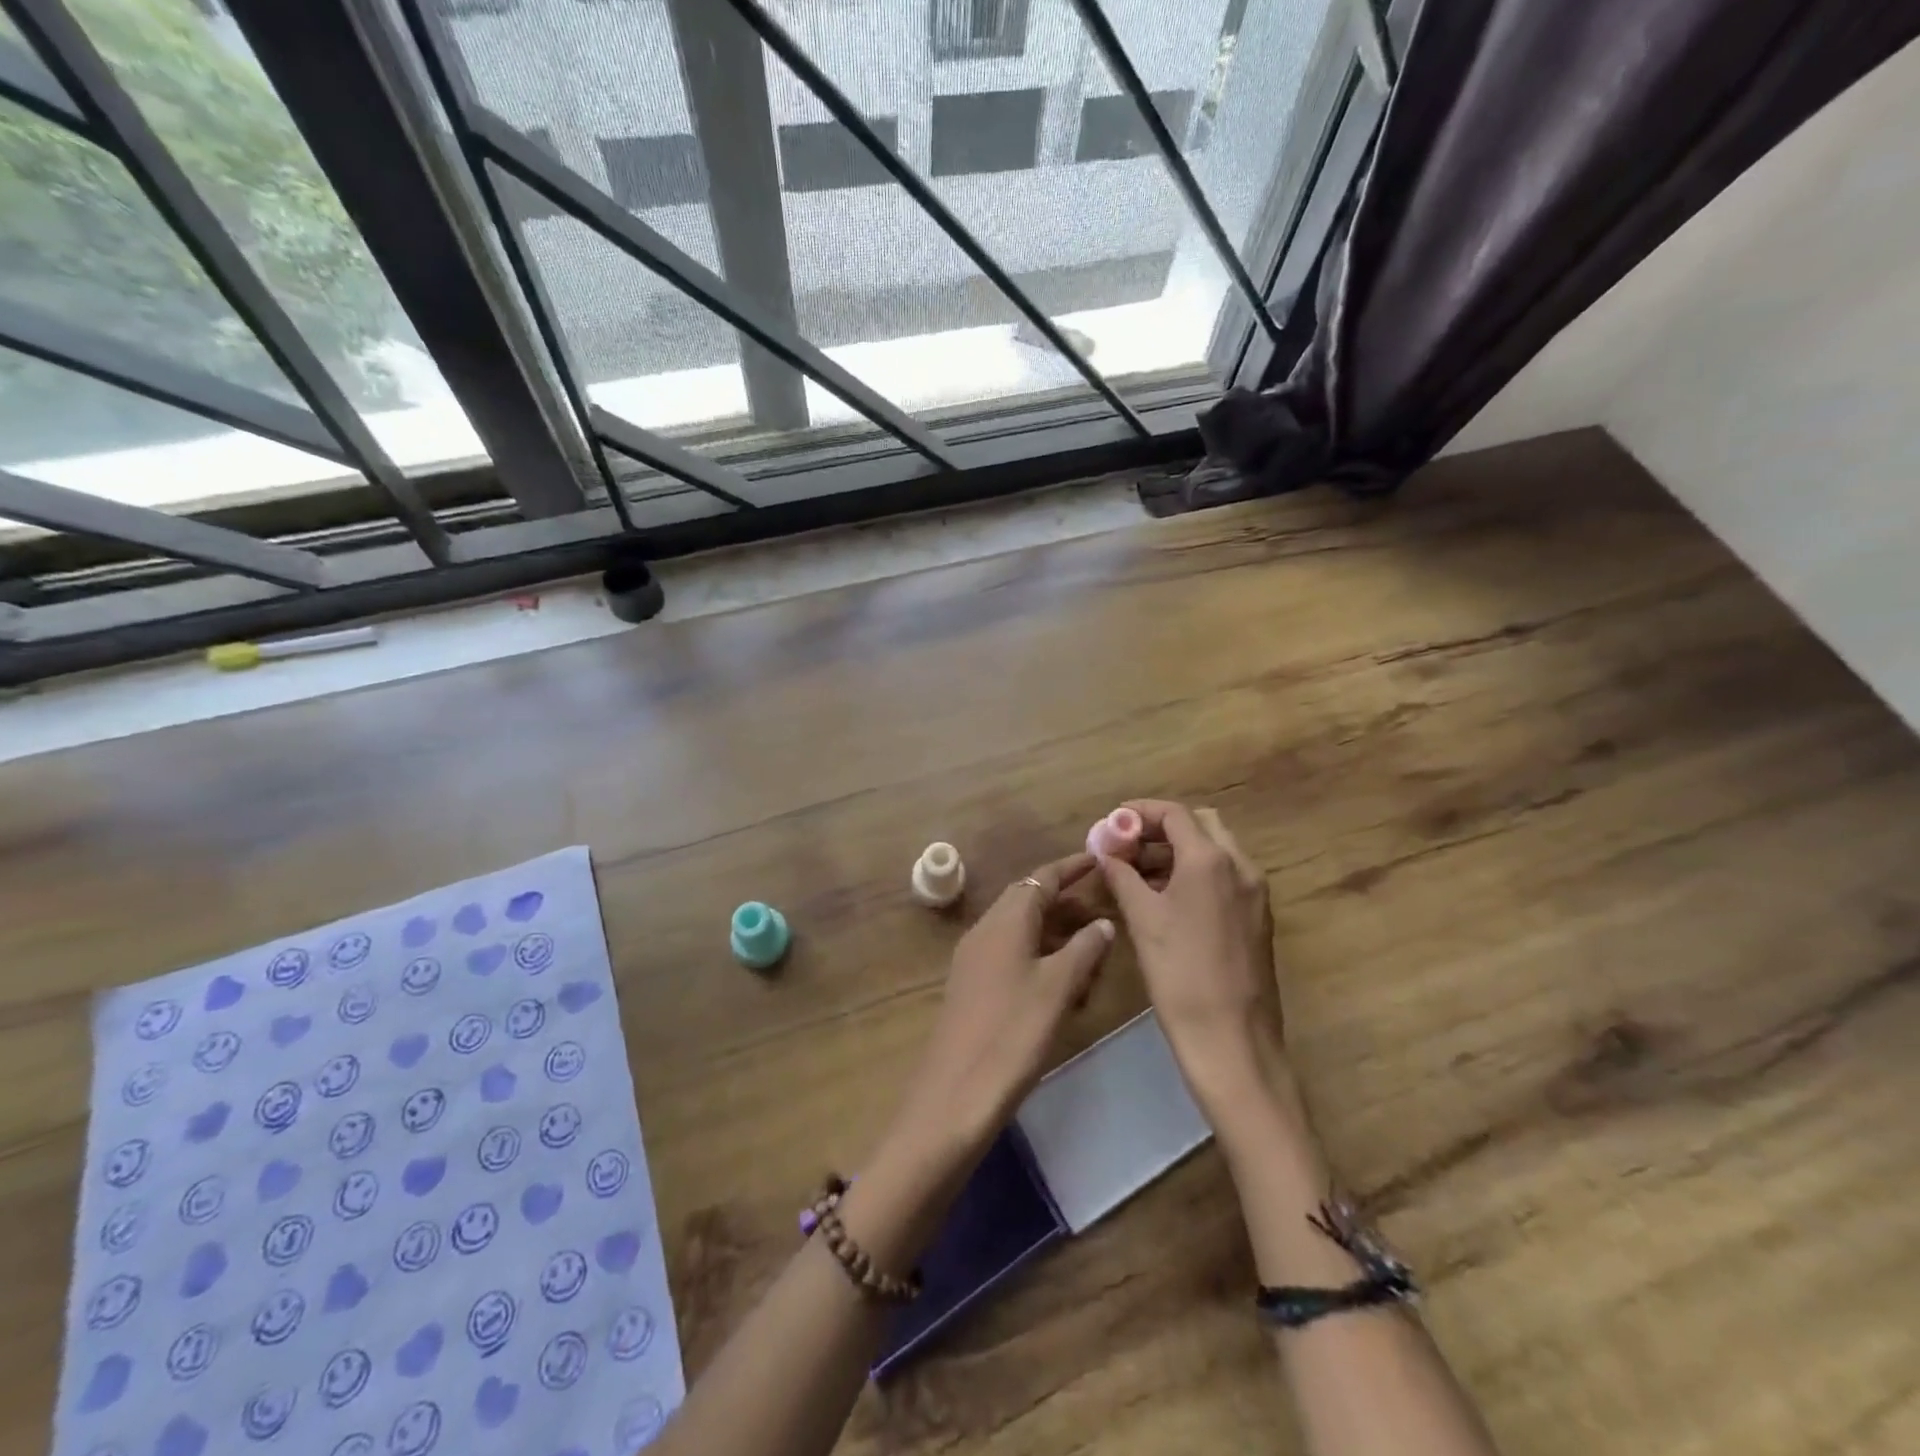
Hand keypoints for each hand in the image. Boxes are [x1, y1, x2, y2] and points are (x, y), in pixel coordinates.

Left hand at [892, 852, 1115, 1158]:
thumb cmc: (1012, 1033)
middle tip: (1104, 910)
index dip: (1071, 867)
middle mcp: (985, 930)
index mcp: (1005, 921)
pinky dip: (1040, 956)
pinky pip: (1011, 954)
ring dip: (1055, 932)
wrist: (955, 1094)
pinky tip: (1063, 984)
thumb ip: (1084, 949)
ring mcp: (974, 958)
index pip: (1041, 877)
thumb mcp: (1058, 988)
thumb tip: (1103, 922)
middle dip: (1066, 902)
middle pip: (1028, 900)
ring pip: (1021, 929)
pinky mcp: (972, 986)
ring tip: (1092, 951)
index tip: (1100, 860)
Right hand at [1099, 801, 1286, 1116]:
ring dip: (1178, 851)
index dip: (1139, 812)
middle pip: (1200, 825)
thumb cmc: (1180, 975)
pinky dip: (1196, 874)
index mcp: (1210, 859)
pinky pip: (1225, 877)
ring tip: (1139, 875)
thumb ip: (1121, 875)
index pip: (1174, 813)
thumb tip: (1105, 849)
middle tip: (1126, 848)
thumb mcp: (1142, 920)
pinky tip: (1168, 900)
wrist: (1232, 1040)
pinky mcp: (1258, 917)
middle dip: (1161, 829)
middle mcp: (1240, 866)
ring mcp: (1255, 892)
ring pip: (1215, 851)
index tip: (1111, 822)